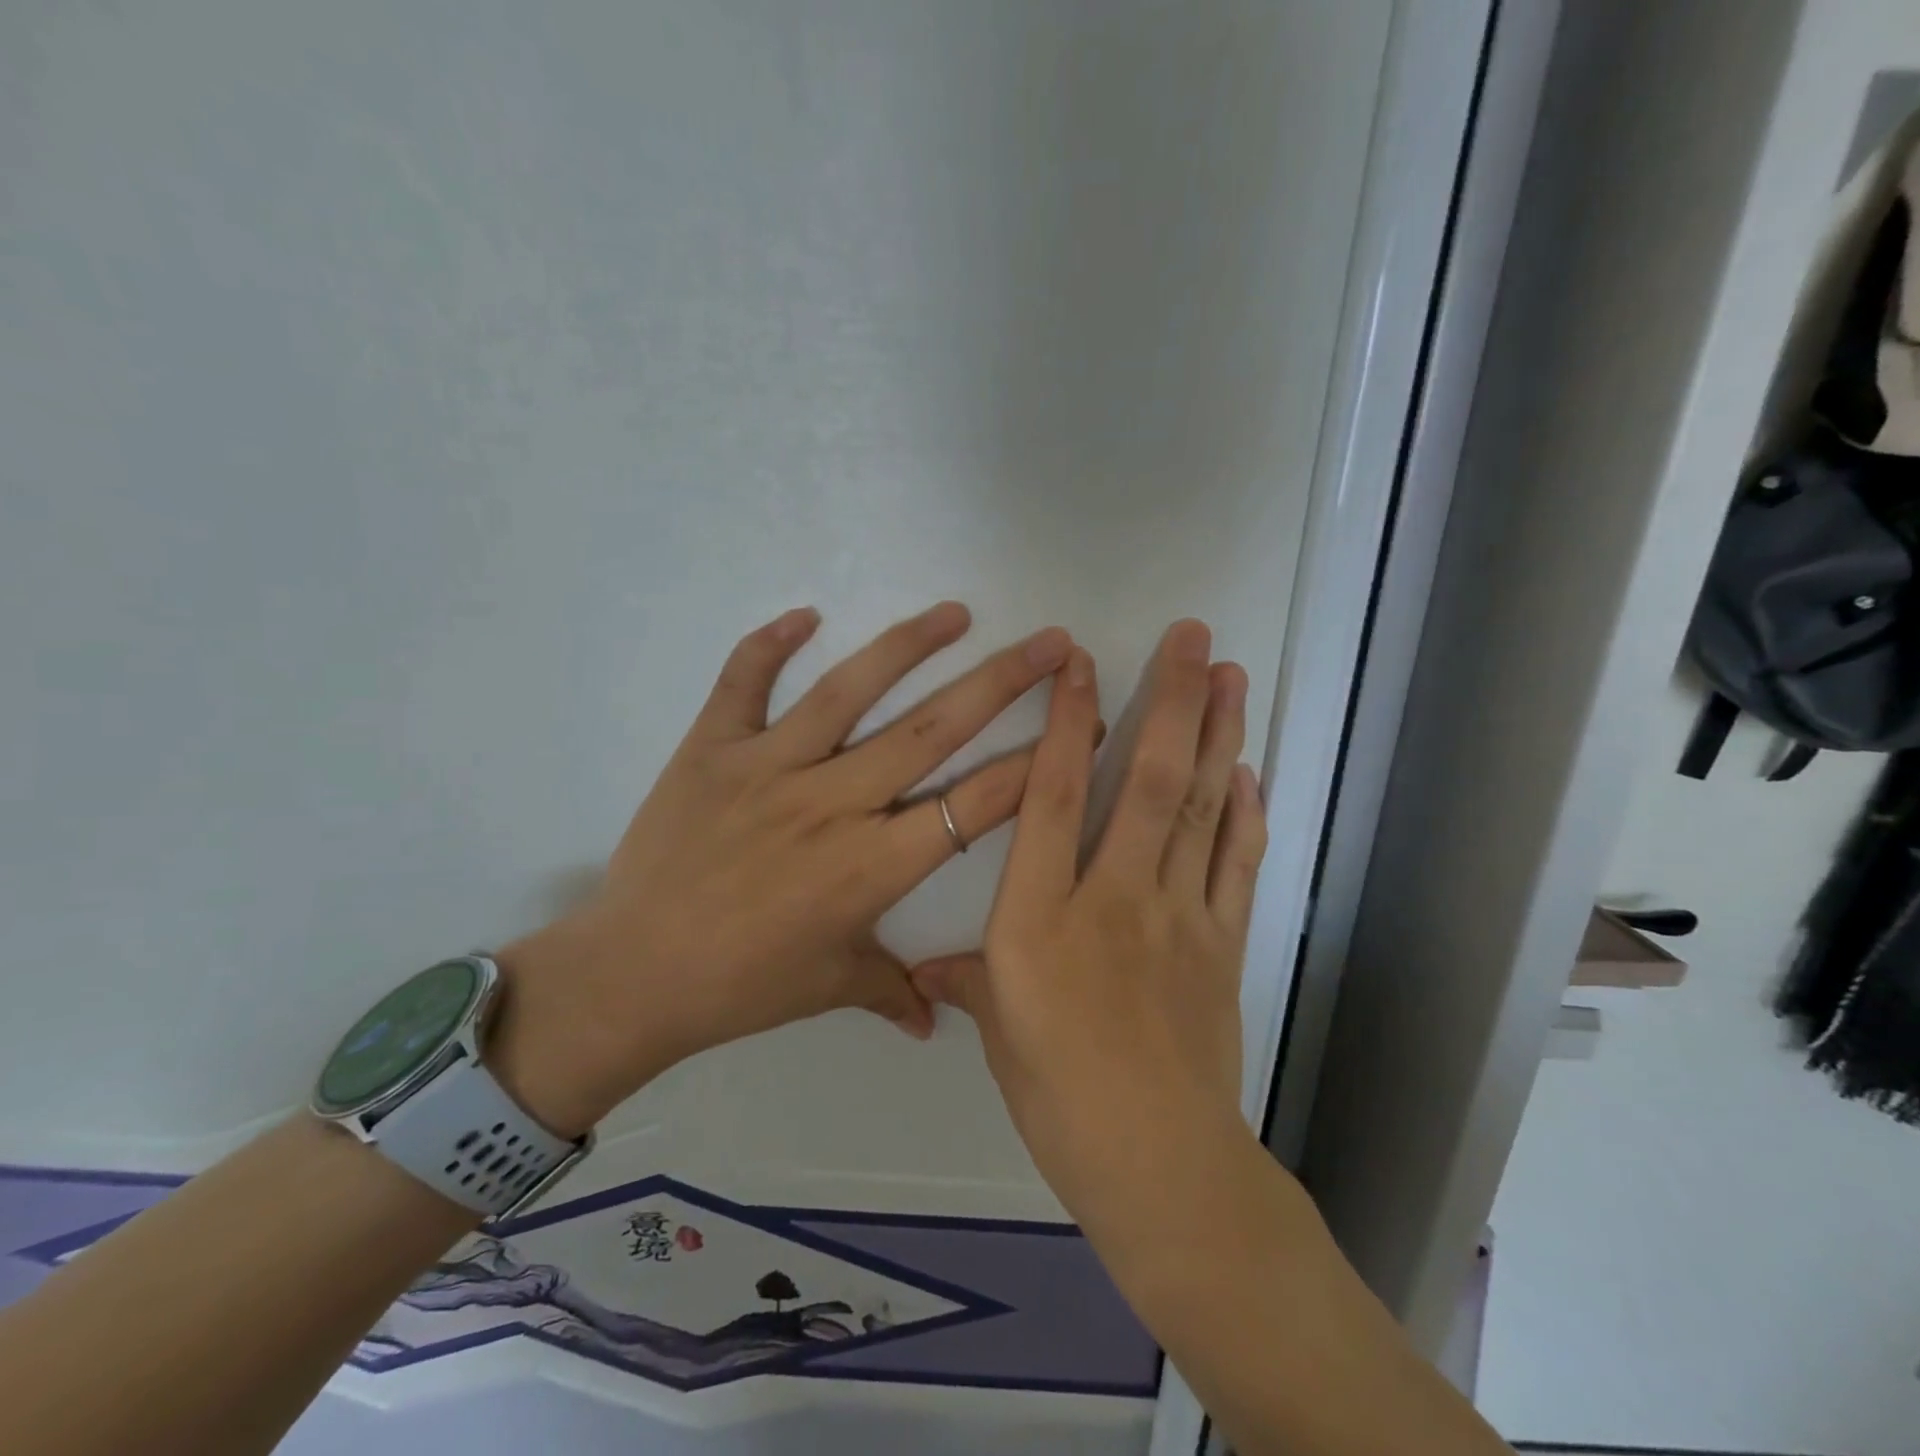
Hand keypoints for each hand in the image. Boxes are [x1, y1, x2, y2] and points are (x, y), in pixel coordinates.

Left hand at [491, 602, 1072, 1136]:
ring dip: (908, 646)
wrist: (630, 976)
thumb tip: (940, 1022)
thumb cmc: (742, 986)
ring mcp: (767, 770)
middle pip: (932, 732)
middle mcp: (830, 805)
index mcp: (871, 868)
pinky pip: (743, 683)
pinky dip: (769, 644)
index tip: (1074, 726)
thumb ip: (894, 991)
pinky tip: (805, 612)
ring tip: (956, 612)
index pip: (974, 805)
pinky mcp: (710, 751)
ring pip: (849, 692)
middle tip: (1049, 642)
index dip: (1033, 765)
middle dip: (1001, 683)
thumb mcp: (831, 986)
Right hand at [912, 620, 1266, 1215]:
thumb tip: (924, 970)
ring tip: (1234, 676)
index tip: (1081, 660)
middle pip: (1150, 782)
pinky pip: (1237, 862)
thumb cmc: (1059, 1096)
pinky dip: (1248, 812)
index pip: (1055, 797)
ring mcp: (1180, 915)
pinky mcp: (1223, 942)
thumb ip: (967, 981)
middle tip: (1195, 636)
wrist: (1159, 1165)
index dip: (1067, 721)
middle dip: (1173, 700)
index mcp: (1041, 916)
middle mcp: (1114, 897)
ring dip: (1220, 736)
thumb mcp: (998, 1031)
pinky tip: (1253, 771)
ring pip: (1205, 808)